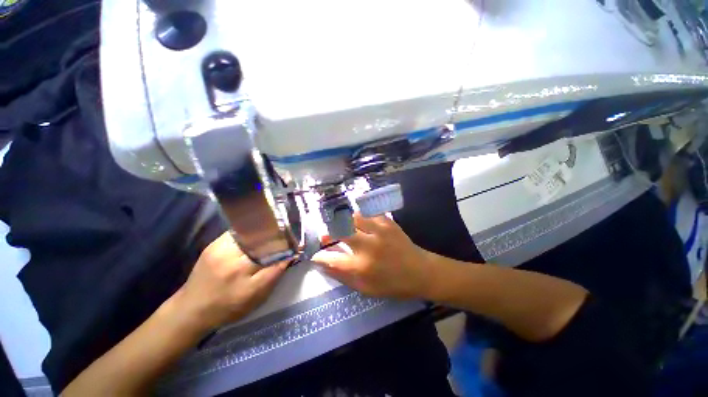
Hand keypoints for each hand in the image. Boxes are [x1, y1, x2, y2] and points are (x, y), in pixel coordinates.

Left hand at [176, 232, 286, 330]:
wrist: (190, 310)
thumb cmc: (228, 307)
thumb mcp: (256, 296)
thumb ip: (275, 273)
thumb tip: (291, 254)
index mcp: (241, 269)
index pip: (271, 247)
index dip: (287, 243)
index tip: (297, 243)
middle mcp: (229, 253)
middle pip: (260, 234)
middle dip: (277, 232)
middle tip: (288, 235)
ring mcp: (218, 246)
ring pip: (249, 230)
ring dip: (264, 230)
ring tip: (275, 232)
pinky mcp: (213, 244)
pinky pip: (239, 232)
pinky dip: (251, 231)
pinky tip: (257, 235)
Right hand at [312, 214, 432, 299]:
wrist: (420, 271)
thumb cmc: (393, 284)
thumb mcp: (366, 289)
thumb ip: (343, 276)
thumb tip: (324, 265)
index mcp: (362, 267)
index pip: (332, 259)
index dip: (320, 256)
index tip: (316, 255)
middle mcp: (368, 247)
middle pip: (340, 232)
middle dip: (328, 232)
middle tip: (326, 235)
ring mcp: (378, 231)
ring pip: (353, 218)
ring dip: (344, 222)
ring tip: (343, 226)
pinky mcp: (387, 223)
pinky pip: (368, 214)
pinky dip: (360, 217)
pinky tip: (360, 221)